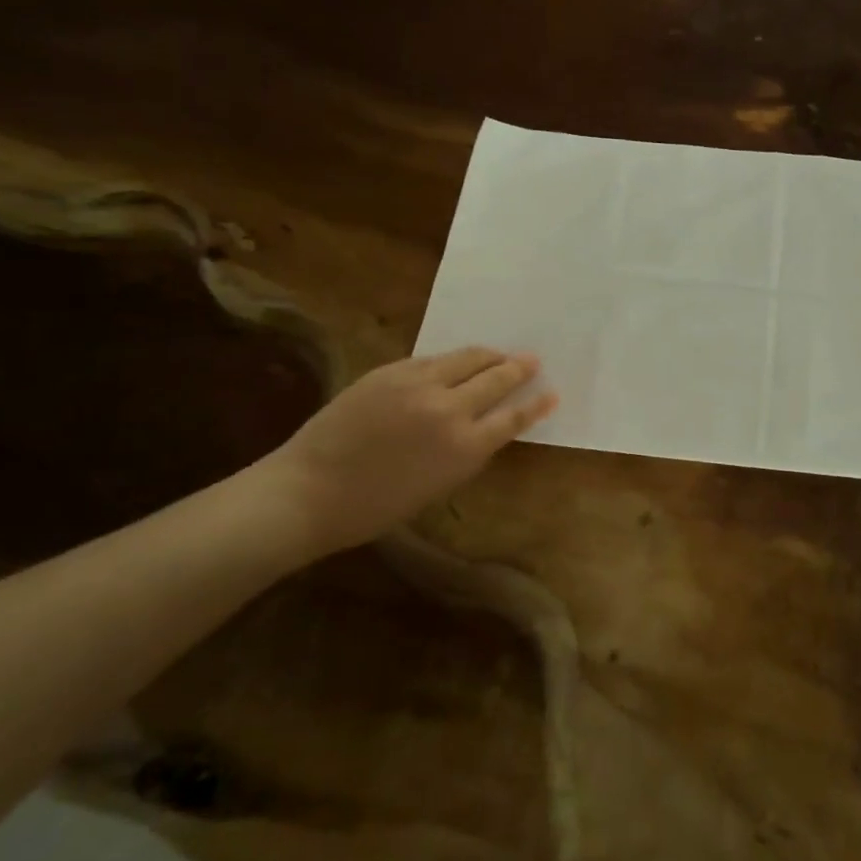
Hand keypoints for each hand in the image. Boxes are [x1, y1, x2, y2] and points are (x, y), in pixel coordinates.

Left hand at [269, 347, 556, 558]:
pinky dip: (452, 360)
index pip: (513, 417)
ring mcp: (419, 384)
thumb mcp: (437, 486)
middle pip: (496, 378)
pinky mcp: (391, 370)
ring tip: (500, 354)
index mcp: (464, 447)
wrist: (309, 491)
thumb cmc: (375, 506)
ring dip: (489, 355)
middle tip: (532, 359)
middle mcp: (449, 409)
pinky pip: (433, 359)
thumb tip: (486, 425)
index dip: (536, 404)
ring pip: (467, 357)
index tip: (552, 393)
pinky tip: (455, 362)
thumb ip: (467, 451)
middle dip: (519, 368)